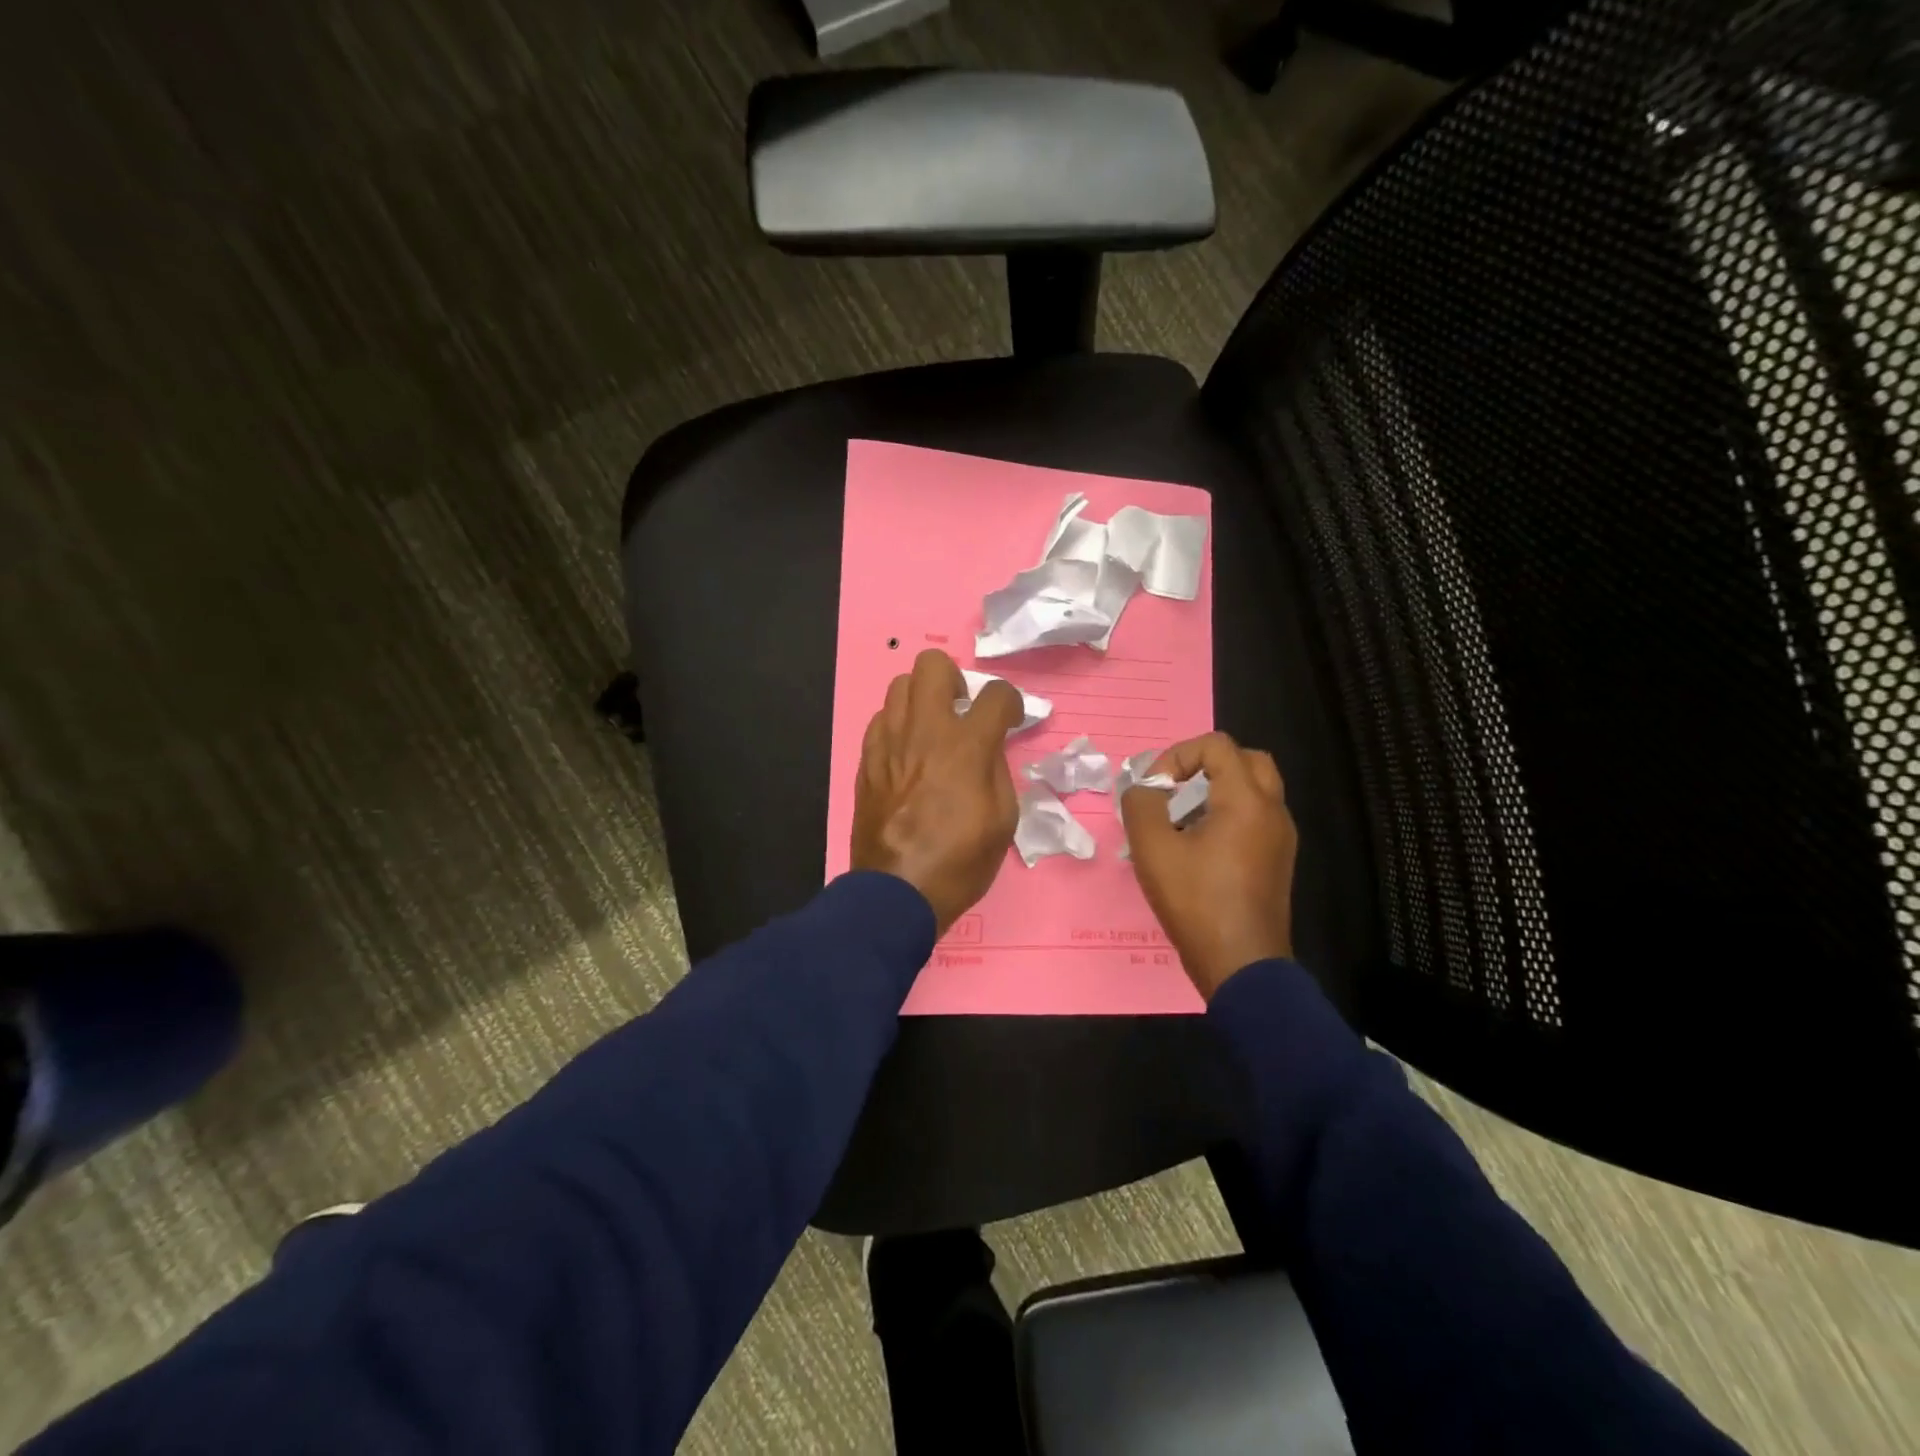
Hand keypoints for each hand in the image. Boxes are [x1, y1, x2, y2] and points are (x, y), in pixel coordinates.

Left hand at [851, 649, 1021, 934]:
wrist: (896, 893)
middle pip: (932, 665)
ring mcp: (889, 742)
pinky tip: (907, 752)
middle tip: (962, 712)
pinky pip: (880, 719)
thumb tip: (988, 745)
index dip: (1010, 701)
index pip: (995, 693)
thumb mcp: (1002, 820)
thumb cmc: (960, 862)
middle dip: (955, 679)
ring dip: (922, 698)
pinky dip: (898, 725)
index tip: (1010, 719)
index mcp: (966, 747)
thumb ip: (998, 768)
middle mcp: (924, 731)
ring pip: (900, 685)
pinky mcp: (866, 760)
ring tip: (932, 729)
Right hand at [1121, 732, 1297, 999]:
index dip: (1178, 755)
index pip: (1217, 744)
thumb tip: (1145, 789)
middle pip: (1246, 760)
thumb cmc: (1196, 901)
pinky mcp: (1278, 861)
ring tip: (1182, 821)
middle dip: (1205, 766)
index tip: (1155, 789)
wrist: (1241, 964)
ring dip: (1217, 791)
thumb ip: (1141, 803)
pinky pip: (1256, 818)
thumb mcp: (1152, 848)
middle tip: (1176, 792)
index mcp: (1247, 800)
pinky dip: (1228, 815)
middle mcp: (1273, 810)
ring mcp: (1281, 838)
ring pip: (1254, 790)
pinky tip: (1198, 849)